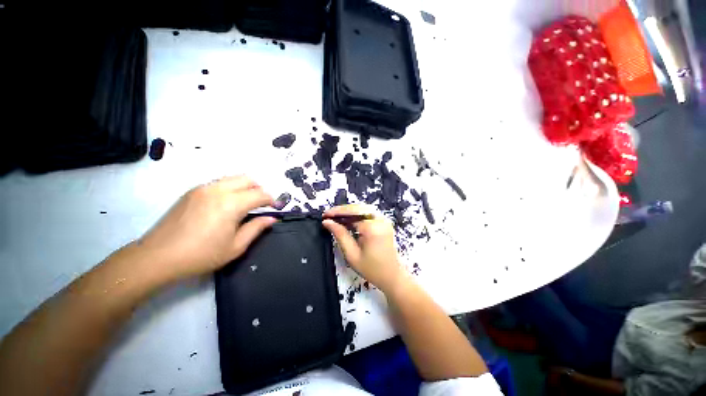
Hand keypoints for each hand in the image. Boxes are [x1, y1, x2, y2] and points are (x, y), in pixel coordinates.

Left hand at [137, 175, 275, 282]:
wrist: (157, 257)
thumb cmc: (201, 255)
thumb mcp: (236, 246)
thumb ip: (256, 228)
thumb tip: (272, 218)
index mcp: (231, 204)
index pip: (260, 194)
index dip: (271, 200)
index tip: (275, 208)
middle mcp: (218, 190)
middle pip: (247, 179)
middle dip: (259, 189)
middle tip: (261, 204)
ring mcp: (202, 188)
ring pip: (232, 178)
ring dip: (244, 187)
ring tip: (244, 204)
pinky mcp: (191, 191)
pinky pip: (218, 183)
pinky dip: (230, 189)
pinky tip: (225, 205)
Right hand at [323, 204, 405, 292]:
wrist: (392, 276)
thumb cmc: (371, 269)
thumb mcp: (352, 254)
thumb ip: (340, 235)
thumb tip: (327, 222)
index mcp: (372, 228)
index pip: (352, 214)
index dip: (337, 213)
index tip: (324, 215)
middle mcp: (380, 219)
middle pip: (358, 208)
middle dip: (342, 210)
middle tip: (328, 216)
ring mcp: (384, 219)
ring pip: (363, 209)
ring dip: (348, 212)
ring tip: (335, 218)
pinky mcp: (384, 222)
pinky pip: (368, 213)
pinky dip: (356, 215)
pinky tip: (347, 221)